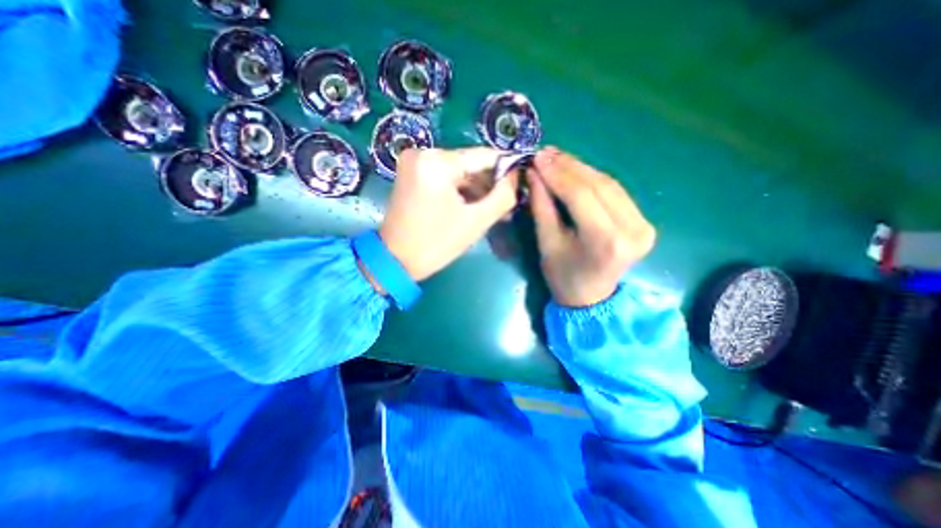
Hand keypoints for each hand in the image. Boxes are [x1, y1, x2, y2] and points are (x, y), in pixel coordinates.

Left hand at [378, 146, 517, 282]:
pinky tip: (474, 206)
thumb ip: (503, 195)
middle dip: (490, 183)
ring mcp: (414, 163)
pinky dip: (461, 190)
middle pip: (470, 163)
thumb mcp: (476, 221)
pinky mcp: (412, 174)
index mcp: (436, 162)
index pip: (483, 156)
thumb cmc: (436, 243)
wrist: (395, 261)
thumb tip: (517, 176)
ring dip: (477, 189)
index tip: (522, 181)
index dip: (506, 168)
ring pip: (459, 171)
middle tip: (508, 202)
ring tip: (494, 209)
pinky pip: (445, 177)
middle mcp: (423, 153)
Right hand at [526, 146, 656, 307]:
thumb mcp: (547, 243)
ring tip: (556, 157)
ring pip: (609, 184)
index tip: (537, 158)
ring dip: (580, 168)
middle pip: (598, 185)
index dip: (557, 173)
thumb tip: (534, 172)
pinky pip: (615, 192)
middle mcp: (632, 230)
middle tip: (545, 153)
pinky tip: (574, 170)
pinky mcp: (644, 222)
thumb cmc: (563, 276)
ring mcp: (643, 225)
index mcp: (605, 241)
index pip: (581, 195)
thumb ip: (541, 206)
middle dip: (568, 166)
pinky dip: (593, 179)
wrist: (591, 298)